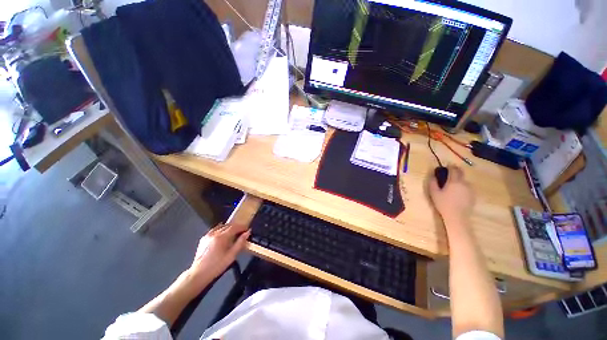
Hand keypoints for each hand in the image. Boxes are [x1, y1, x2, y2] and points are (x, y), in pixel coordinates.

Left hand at [189, 223, 250, 284]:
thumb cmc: (217, 266)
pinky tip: (223, 235)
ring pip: (221, 226)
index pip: (234, 227)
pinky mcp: (203, 239)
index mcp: (221, 237)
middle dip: (236, 227)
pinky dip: (221, 230)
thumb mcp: (231, 255)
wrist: (199, 274)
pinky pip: (214, 230)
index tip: (247, 229)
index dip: (241, 227)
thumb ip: (240, 243)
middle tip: (242, 231)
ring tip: (233, 233)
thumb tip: (247, 233)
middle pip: (227, 225)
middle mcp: (214, 234)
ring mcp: (208, 235)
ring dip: (228, 228)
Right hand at [429, 166, 474, 223]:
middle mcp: (463, 183)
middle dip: (456, 170)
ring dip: (459, 179)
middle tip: (450, 171)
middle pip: (461, 173)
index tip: (447, 165)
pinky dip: (463, 186)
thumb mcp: (434, 193)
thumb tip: (433, 175)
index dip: (450, 166)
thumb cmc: (443, 204)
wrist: (457, 216)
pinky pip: (467, 187)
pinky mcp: (473, 195)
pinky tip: (458, 192)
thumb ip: (433, 182)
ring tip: (453, 183)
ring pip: (464, 180)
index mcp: (454, 181)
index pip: (453, 169)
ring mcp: (470, 189)